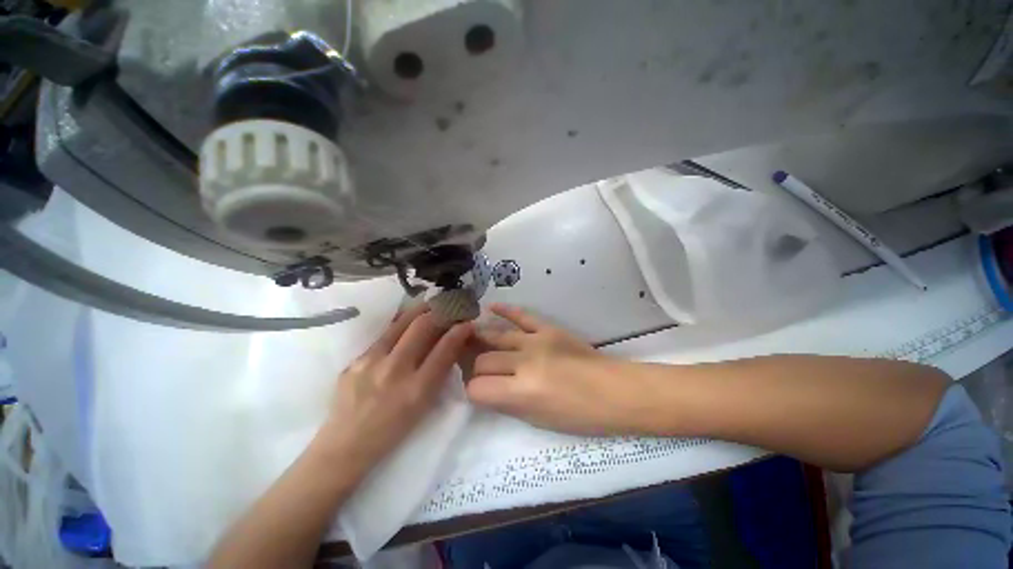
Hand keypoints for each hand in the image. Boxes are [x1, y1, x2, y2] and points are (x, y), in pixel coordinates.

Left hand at [321, 305, 471, 473]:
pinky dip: (400, 325)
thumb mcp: (424, 405)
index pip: (445, 348)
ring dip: (420, 310)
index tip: (467, 322)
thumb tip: (451, 345)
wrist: (346, 445)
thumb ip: (439, 373)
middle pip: (422, 326)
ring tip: (430, 304)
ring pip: (400, 323)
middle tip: (448, 306)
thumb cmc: (393, 430)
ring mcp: (371, 362)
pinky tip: (405, 323)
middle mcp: (394, 370)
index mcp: (417, 388)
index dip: (460, 331)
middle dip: (440, 311)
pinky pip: (384, 335)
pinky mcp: (355, 359)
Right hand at [467, 304, 643, 434]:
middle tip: (481, 371)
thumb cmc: (580, 416)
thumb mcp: (538, 420)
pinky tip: (490, 308)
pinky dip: (504, 311)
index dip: (473, 391)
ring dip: (482, 339)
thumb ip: (507, 403)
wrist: (615, 390)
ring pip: (496, 337)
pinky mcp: (548, 328)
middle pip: (483, 361)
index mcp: (522, 393)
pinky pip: (521, 316)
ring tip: (470, 337)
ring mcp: (536, 341)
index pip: (478, 388)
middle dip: (477, 368)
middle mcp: (524, 363)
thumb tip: (485, 390)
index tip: (478, 391)